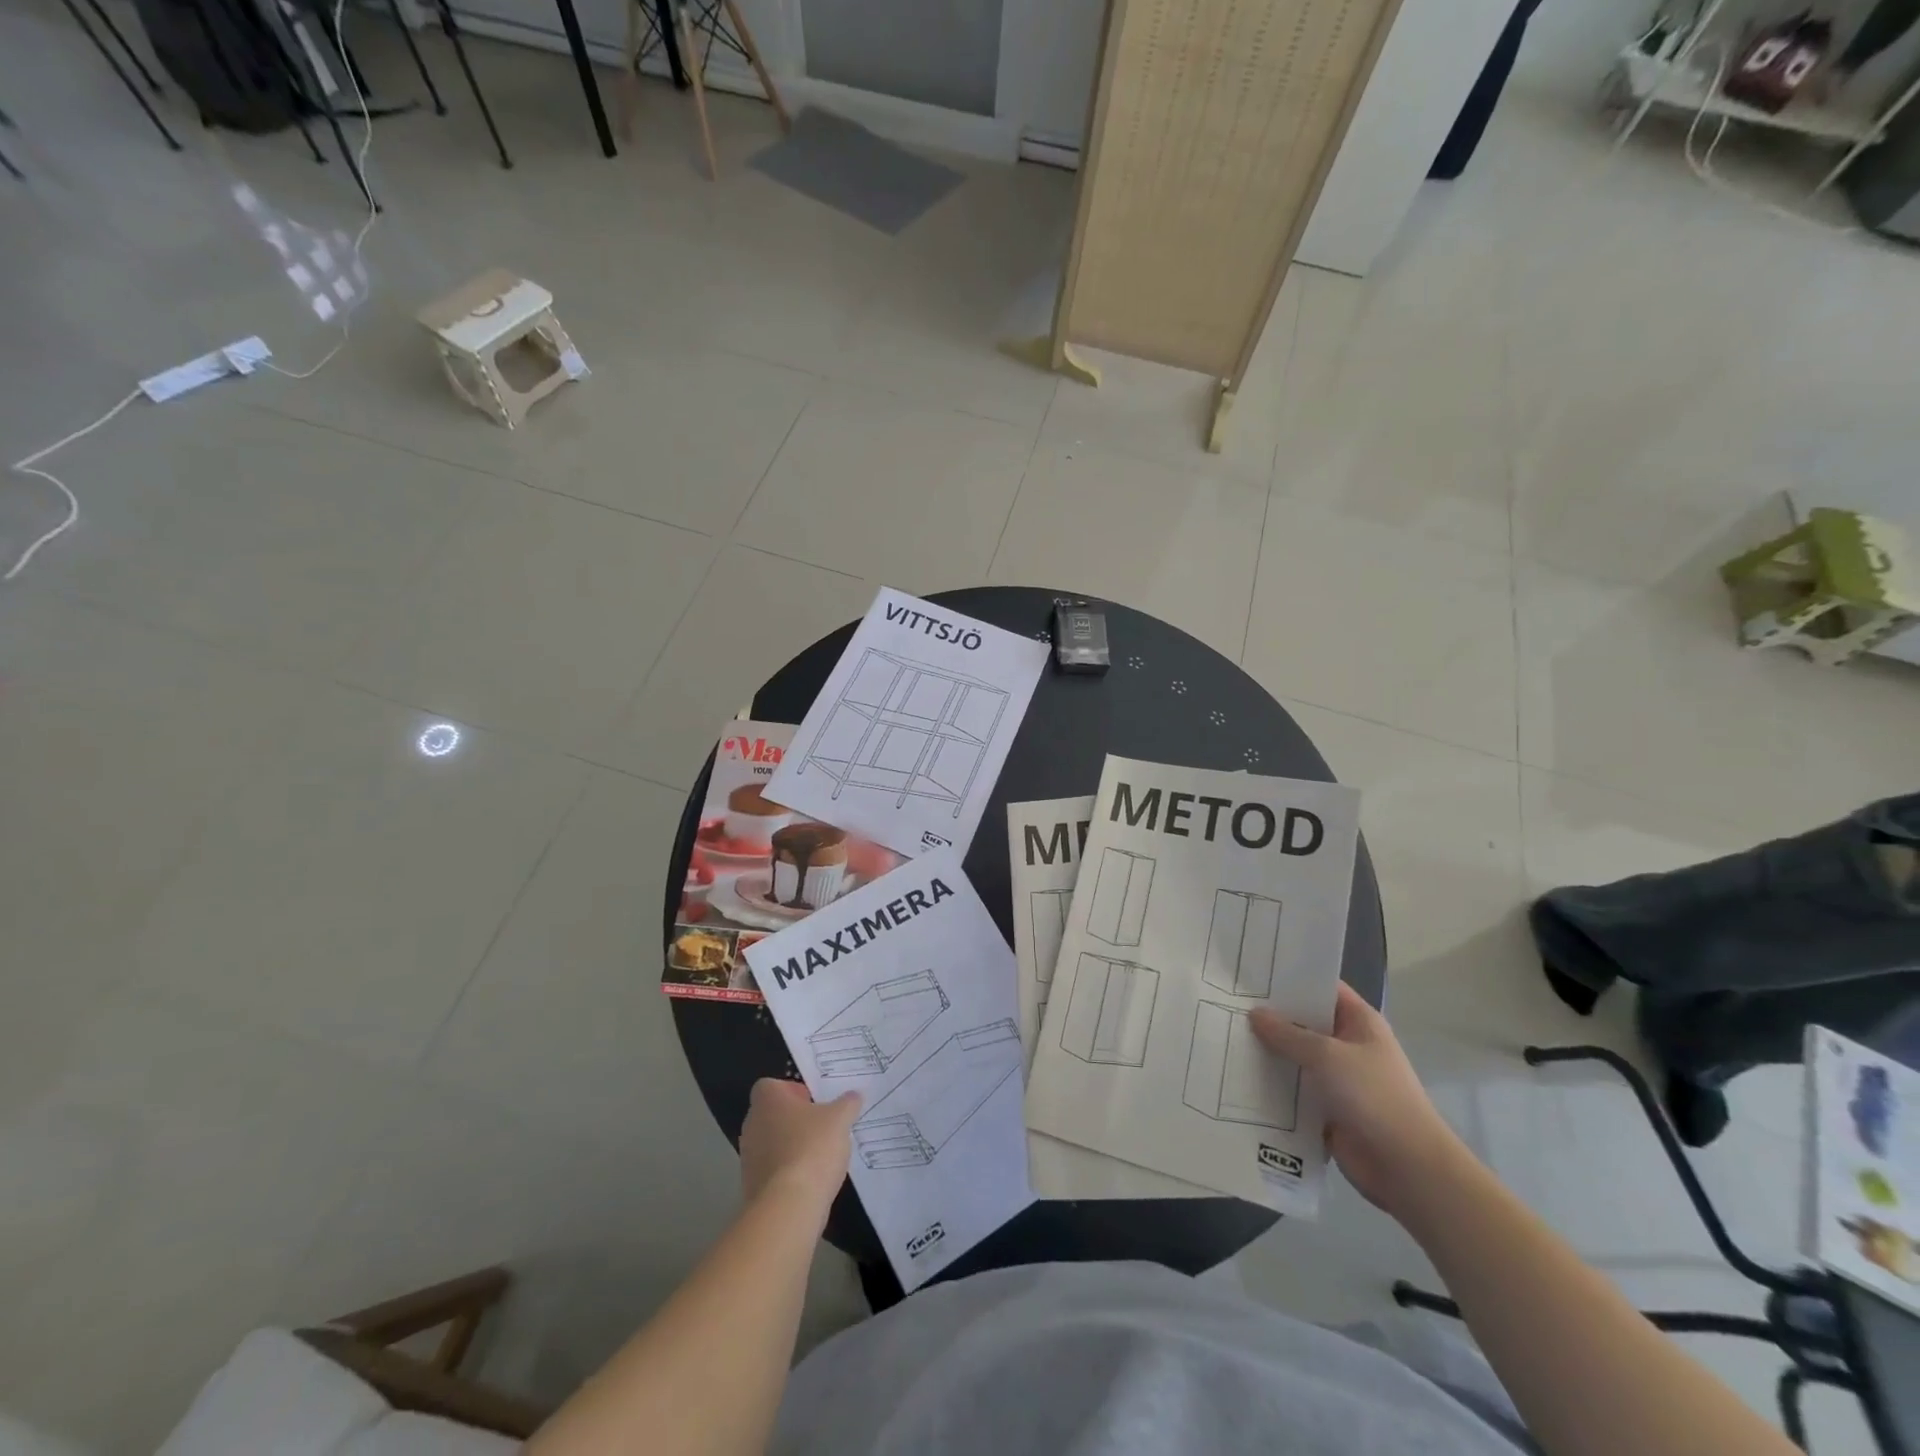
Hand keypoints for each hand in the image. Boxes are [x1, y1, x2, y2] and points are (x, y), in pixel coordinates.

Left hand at [739, 1078, 860, 1216]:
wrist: (788, 1207)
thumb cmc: (812, 1148)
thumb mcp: (840, 1119)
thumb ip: (847, 1104)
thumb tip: (854, 1095)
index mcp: (768, 1101)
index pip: (771, 1085)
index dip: (791, 1090)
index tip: (812, 1101)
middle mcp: (752, 1125)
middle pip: (772, 1114)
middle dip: (795, 1119)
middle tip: (821, 1125)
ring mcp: (749, 1158)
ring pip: (772, 1143)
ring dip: (792, 1146)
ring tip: (820, 1155)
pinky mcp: (752, 1187)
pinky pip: (773, 1170)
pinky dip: (789, 1172)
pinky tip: (811, 1179)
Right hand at [1250, 984, 1465, 1217]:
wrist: (1406, 1167)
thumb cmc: (1372, 1096)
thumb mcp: (1326, 1055)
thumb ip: (1287, 1034)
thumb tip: (1255, 1013)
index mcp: (1359, 1022)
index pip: (1321, 988)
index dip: (1290, 978)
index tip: (1252, 971)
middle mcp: (1348, 1045)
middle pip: (1304, 1023)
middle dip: (1271, 1017)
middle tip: (1227, 1002)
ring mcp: (1338, 1078)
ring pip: (1296, 1058)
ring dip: (1268, 1053)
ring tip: (1224, 1036)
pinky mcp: (1327, 1109)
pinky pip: (1294, 1090)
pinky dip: (1273, 1086)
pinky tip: (1238, 1076)